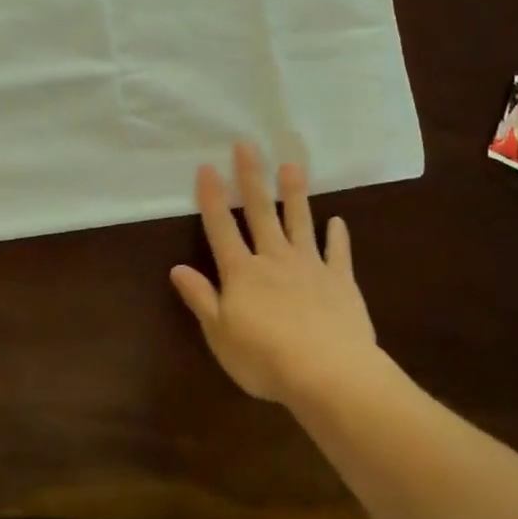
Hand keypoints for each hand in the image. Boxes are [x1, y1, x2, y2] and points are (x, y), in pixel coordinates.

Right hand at [169, 143, 378, 406]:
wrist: (328, 372)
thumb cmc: (264, 358)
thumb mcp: (220, 334)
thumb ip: (201, 298)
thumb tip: (177, 268)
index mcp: (242, 273)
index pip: (221, 228)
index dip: (211, 197)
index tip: (207, 166)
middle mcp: (274, 260)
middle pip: (260, 213)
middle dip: (251, 178)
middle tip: (247, 145)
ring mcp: (310, 267)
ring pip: (299, 222)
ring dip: (294, 194)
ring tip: (292, 165)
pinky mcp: (340, 281)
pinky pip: (338, 253)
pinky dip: (338, 237)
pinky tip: (337, 222)